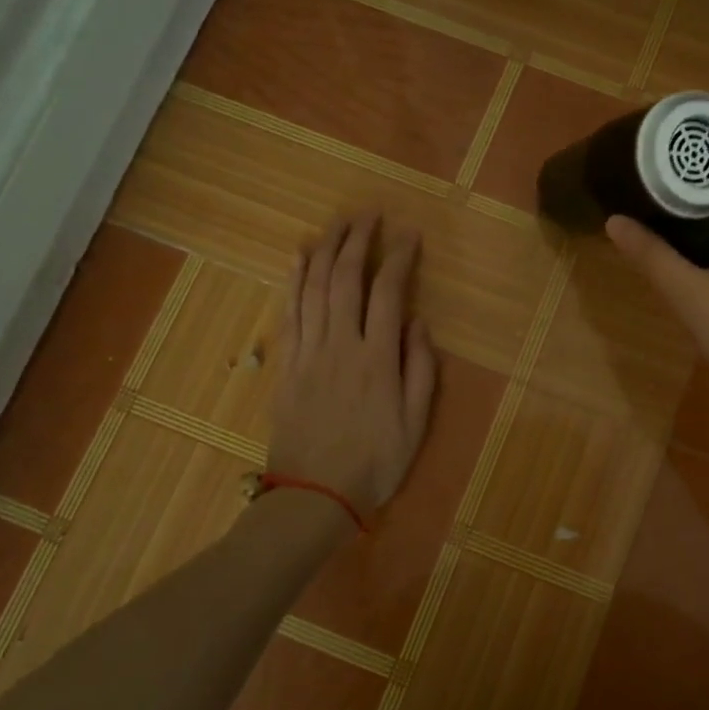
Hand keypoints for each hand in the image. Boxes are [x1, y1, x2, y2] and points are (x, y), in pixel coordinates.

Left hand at [267, 211, 437, 518]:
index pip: (388, 292)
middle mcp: (340, 344)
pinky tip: (299, 257)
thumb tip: (419, 323)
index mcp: (377, 358)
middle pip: (345, 278)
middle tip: (368, 214)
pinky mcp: (287, 363)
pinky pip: (290, 311)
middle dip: (357, 240)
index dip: (399, 258)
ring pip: (312, 287)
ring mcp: (308, 351)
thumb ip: (421, 369)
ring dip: (324, 249)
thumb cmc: (375, 462)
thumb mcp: (416, 422)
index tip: (409, 234)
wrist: (314, 495)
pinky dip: (294, 279)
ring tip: (336, 223)